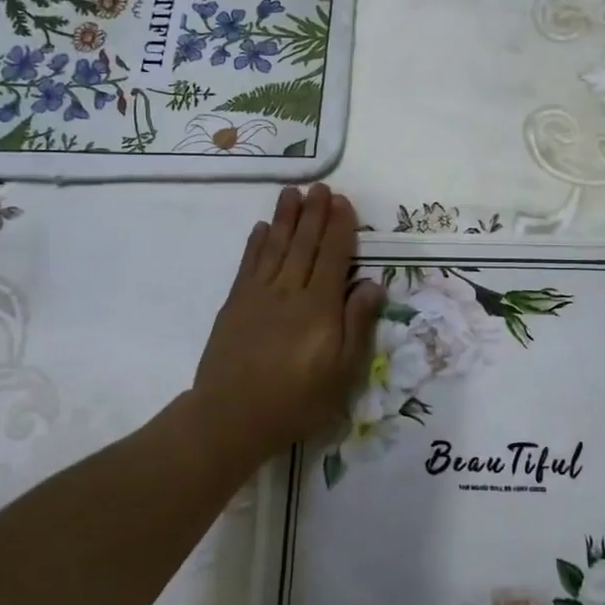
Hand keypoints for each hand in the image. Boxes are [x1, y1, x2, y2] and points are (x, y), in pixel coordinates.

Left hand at [194, 184, 384, 461]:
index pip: (334, 256)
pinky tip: (262, 227)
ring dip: (286, 217)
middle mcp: (290, 291)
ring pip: (276, 246)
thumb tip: (374, 284)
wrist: (230, 418)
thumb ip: (358, 324)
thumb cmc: (296, 400)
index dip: (340, 227)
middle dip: (315, 213)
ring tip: (292, 191)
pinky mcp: (235, 303)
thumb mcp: (342, 372)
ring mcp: (258, 295)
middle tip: (320, 186)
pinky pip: (248, 264)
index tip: (343, 201)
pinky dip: (256, 243)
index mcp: (320, 307)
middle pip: (305, 244)